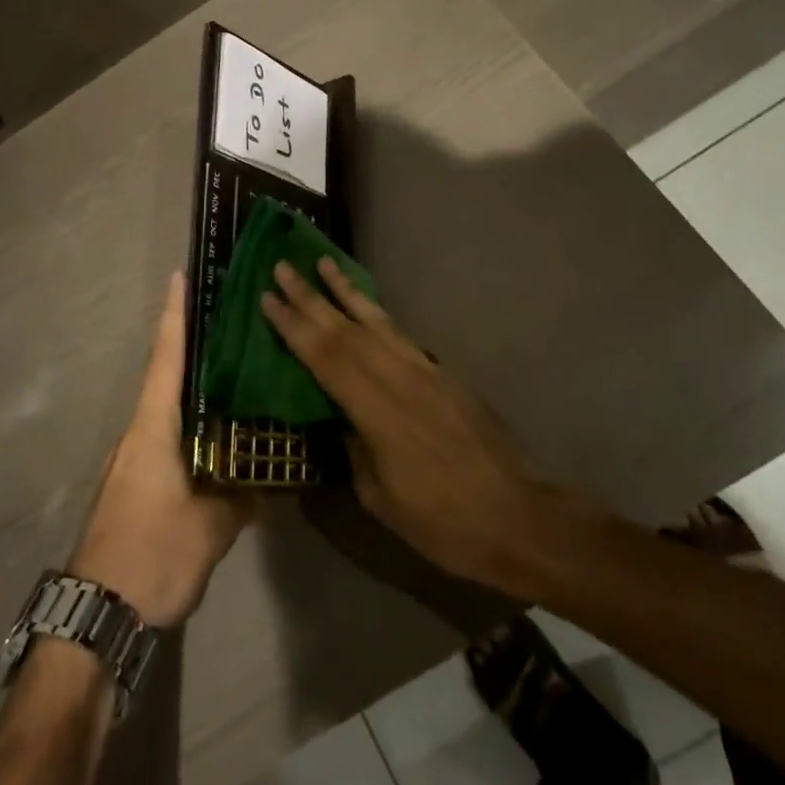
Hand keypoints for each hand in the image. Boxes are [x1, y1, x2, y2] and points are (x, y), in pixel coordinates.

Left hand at [69, 273, 253, 627]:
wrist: (99, 614)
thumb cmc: (151, 553)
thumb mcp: (210, 526)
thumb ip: (246, 497)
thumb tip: (282, 481)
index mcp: (153, 427)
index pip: (167, 358)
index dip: (175, 315)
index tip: (182, 275)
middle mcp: (141, 433)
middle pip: (170, 376)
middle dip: (196, 346)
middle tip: (234, 321)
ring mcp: (137, 460)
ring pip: (173, 410)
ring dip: (199, 389)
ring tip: (240, 373)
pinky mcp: (141, 485)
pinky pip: (174, 439)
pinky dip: (198, 426)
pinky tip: (226, 436)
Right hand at [261, 257, 593, 595]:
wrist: (517, 516)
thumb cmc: (442, 521)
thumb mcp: (381, 496)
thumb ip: (354, 449)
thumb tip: (338, 419)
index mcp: (377, 409)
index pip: (325, 357)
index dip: (293, 327)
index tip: (267, 298)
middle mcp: (399, 377)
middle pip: (346, 329)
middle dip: (310, 296)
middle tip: (282, 266)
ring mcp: (424, 371)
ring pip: (376, 321)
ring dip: (345, 291)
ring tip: (323, 263)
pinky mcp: (443, 374)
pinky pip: (400, 334)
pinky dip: (377, 314)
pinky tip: (366, 306)